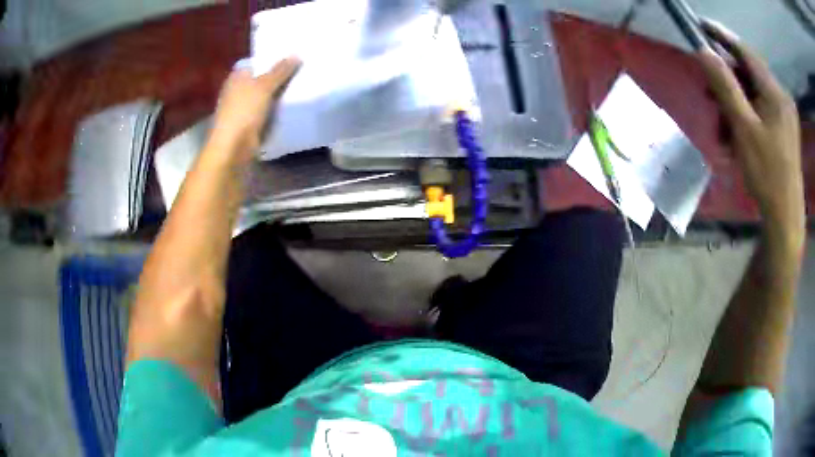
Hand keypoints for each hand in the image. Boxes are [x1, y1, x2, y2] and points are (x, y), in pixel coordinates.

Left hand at [209, 57, 300, 163]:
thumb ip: (280, 71)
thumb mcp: (264, 86)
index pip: (255, 63)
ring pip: (264, 98)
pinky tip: (291, 108)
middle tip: (301, 70)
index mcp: (237, 77)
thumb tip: (296, 55)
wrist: (233, 149)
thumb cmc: (244, 112)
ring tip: (301, 87)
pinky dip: (276, 112)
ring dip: (278, 95)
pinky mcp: (248, 126)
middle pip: (261, 80)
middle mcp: (237, 91)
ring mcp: (242, 110)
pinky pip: (266, 114)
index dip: (271, 59)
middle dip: (278, 77)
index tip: (291, 57)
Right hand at [697, 21, 803, 242]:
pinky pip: (761, 111)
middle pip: (749, 74)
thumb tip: (703, 51)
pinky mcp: (784, 129)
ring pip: (753, 94)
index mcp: (776, 93)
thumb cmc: (767, 175)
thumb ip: (725, 86)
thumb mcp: (743, 129)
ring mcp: (784, 114)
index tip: (700, 26)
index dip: (722, 36)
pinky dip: (746, 118)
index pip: (745, 52)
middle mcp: (782, 97)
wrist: (785, 218)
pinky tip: (736, 138)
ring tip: (722, 131)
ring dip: (734, 106)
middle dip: (727, 83)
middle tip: (709, 97)